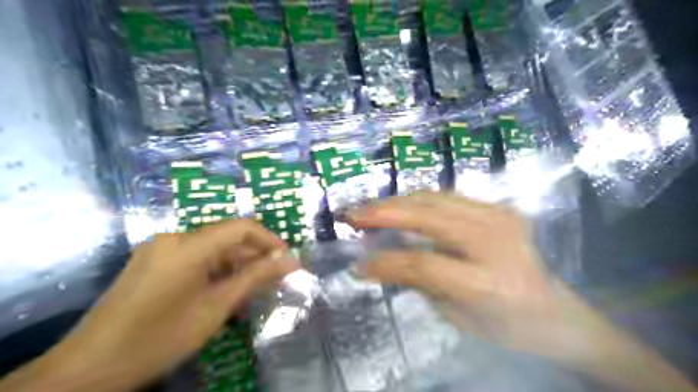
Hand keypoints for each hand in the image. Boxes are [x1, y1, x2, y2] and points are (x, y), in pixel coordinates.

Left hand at [0, 219, 298, 391]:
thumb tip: (291, 261)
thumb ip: (256, 278)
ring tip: (251, 286)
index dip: (269, 240)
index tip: (287, 259)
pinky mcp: (152, 261)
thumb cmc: (160, 338)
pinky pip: (194, 256)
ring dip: (235, 263)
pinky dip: (215, 268)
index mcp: (188, 246)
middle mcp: (173, 238)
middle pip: (225, 236)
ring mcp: (159, 248)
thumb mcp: (216, 307)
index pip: (241, 227)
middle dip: (253, 254)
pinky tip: (223, 288)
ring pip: (210, 246)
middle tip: (272, 277)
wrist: (88, 369)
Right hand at [352, 191, 559, 356]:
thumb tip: (379, 260)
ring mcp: (500, 218)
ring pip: (435, 199)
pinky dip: (418, 199)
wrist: (554, 311)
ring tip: (370, 207)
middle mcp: (495, 242)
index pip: (423, 264)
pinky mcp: (499, 208)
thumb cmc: (506, 325)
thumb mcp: (457, 316)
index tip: (357, 265)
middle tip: (352, 215)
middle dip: (384, 214)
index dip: (385, 262)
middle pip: (428, 218)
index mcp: (488, 282)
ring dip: (397, 201)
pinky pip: (448, 197)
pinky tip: (399, 204)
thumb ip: (418, 282)